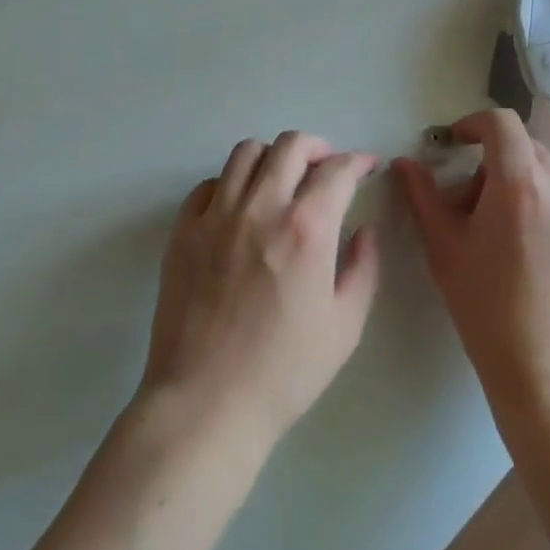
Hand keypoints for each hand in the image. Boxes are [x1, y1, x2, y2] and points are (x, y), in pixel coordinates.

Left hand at [139, 132, 381, 452]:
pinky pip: (208, 185)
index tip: (366, 166)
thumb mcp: (345, 325)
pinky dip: (230, 183)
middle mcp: (260, 207)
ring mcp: (216, 216)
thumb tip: (364, 230)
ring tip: (283, 178)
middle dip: (318, 147)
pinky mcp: (183, 232)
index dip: (358, 161)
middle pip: (290, 146)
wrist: (206, 403)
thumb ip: (363, 268)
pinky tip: (240, 206)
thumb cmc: (285, 371)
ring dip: (273, 156)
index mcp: (306, 228)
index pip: (336, 170)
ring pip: (245, 153)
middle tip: (327, 166)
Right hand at [393, 109, 549, 408]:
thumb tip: (405, 162)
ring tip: (511, 241)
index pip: (502, 123)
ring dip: (526, 191)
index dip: (475, 124)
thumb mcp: (444, 249)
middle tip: (475, 206)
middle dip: (496, 164)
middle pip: (527, 150)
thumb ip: (423, 196)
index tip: (457, 144)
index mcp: (520, 185)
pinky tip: (543, 264)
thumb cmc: (486, 309)